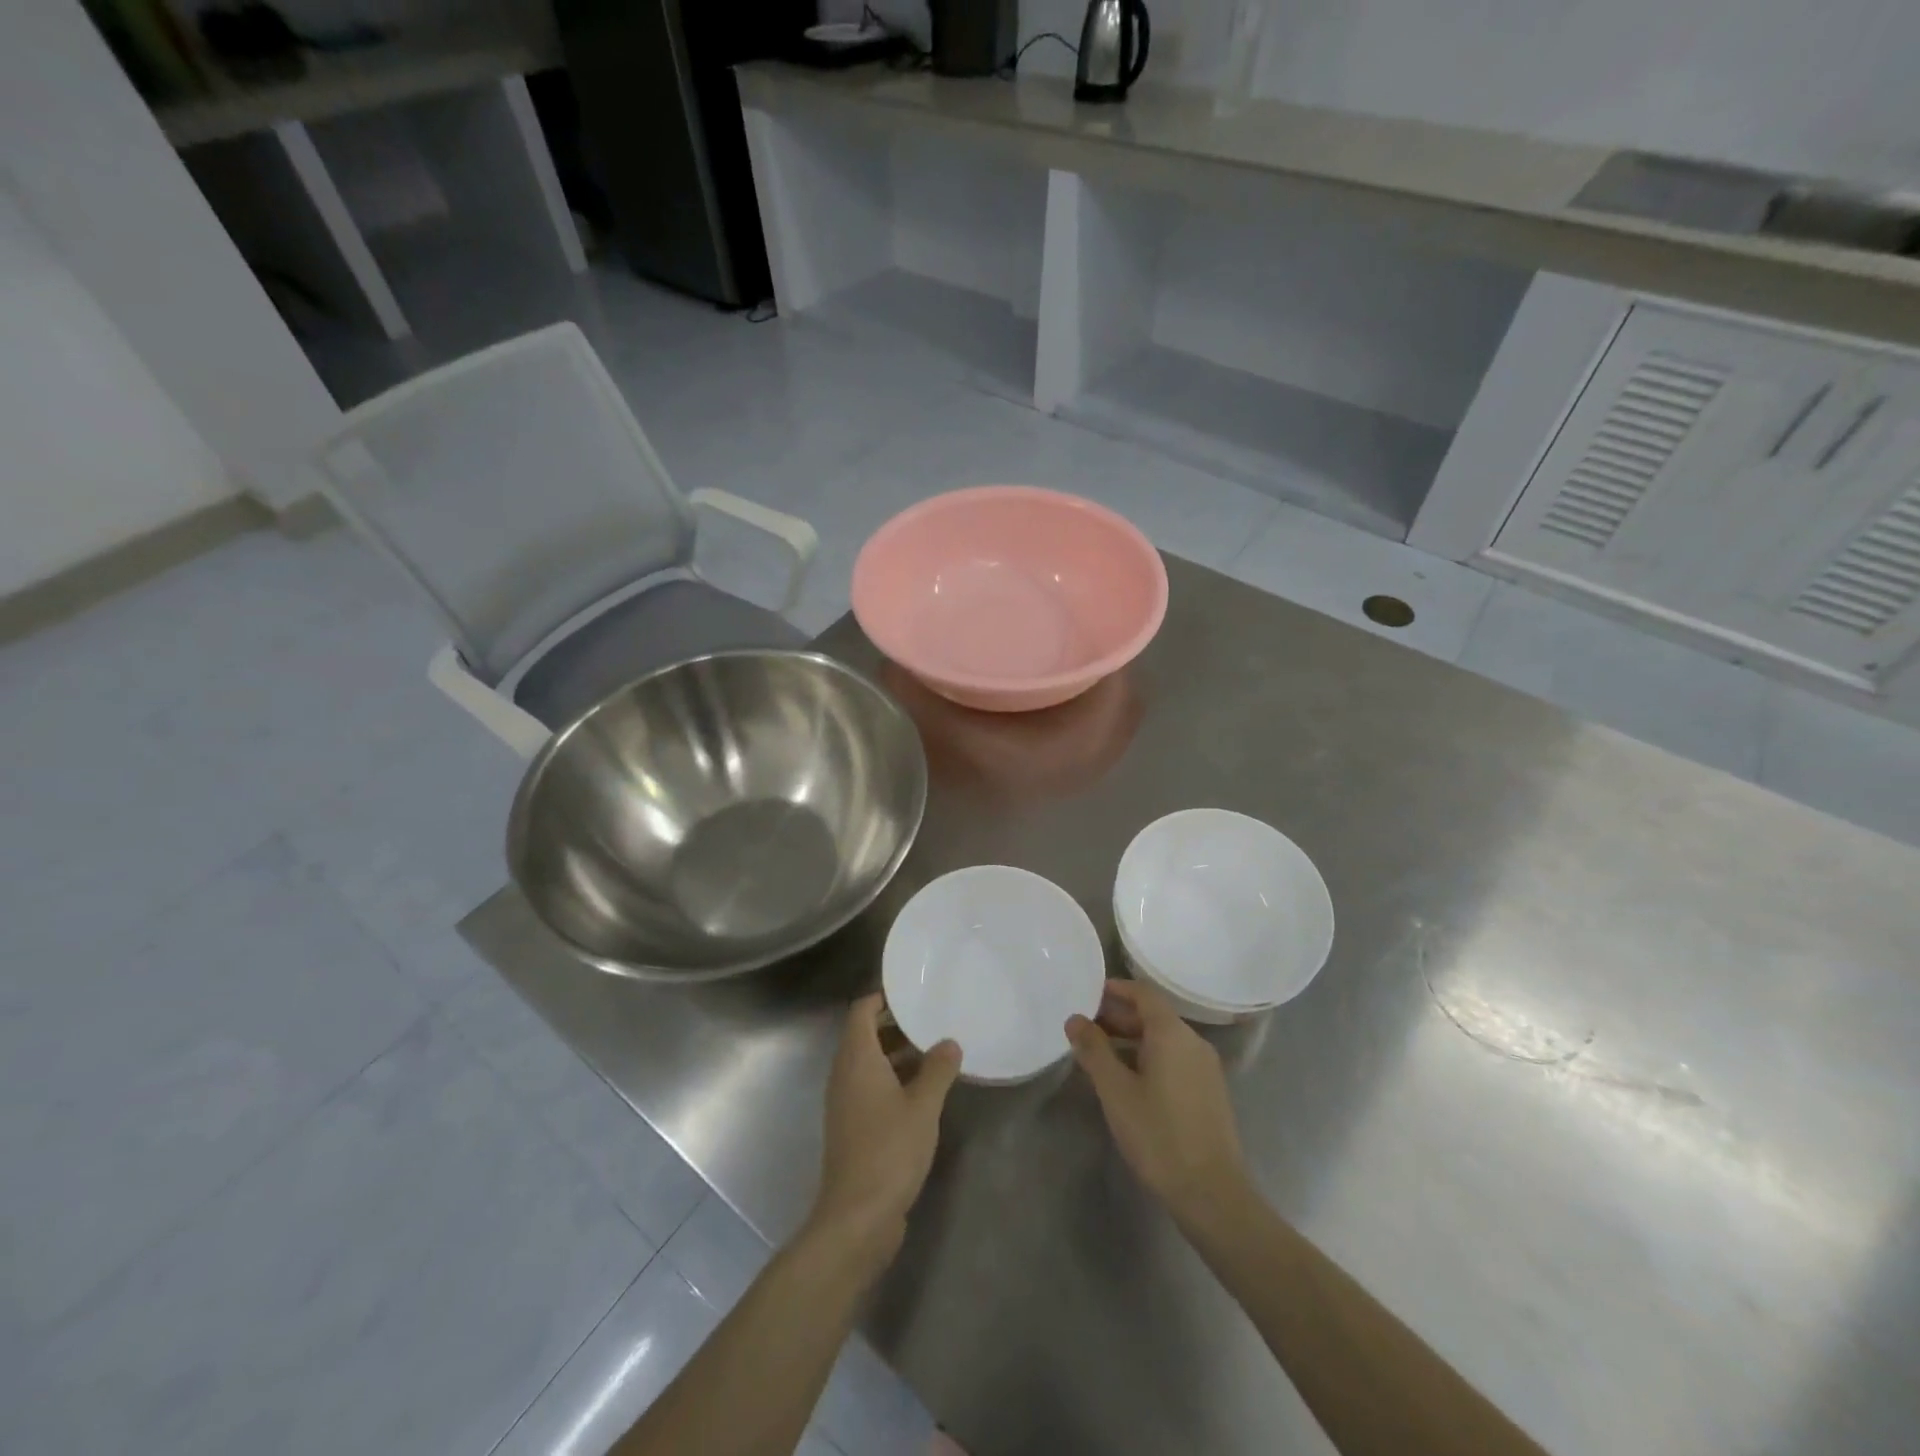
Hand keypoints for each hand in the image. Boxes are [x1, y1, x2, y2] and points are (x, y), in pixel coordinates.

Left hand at [809, 994, 961, 1257]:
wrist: (857, 1217)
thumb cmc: (889, 1150)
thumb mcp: (923, 1106)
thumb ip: (938, 1070)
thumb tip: (950, 1042)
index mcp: (856, 1060)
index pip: (861, 1011)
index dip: (883, 997)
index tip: (912, 991)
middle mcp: (844, 1075)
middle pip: (864, 1035)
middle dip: (895, 1025)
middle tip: (931, 1018)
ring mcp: (846, 1104)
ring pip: (869, 1064)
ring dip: (897, 1054)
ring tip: (935, 1051)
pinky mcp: (852, 1128)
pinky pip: (871, 1088)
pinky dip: (893, 1080)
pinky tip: (924, 1092)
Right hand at [1067, 980, 1248, 1223]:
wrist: (1212, 1193)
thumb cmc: (1158, 1135)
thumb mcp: (1116, 1091)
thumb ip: (1094, 1050)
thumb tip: (1075, 1019)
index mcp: (1172, 1033)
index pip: (1143, 993)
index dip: (1116, 989)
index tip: (1088, 993)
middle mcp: (1193, 1042)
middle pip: (1153, 1016)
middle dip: (1118, 1016)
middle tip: (1085, 1026)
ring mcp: (1205, 1068)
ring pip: (1164, 1040)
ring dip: (1131, 1039)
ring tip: (1099, 1054)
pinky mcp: (1208, 1092)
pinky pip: (1174, 1059)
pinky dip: (1148, 1057)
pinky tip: (1127, 1080)